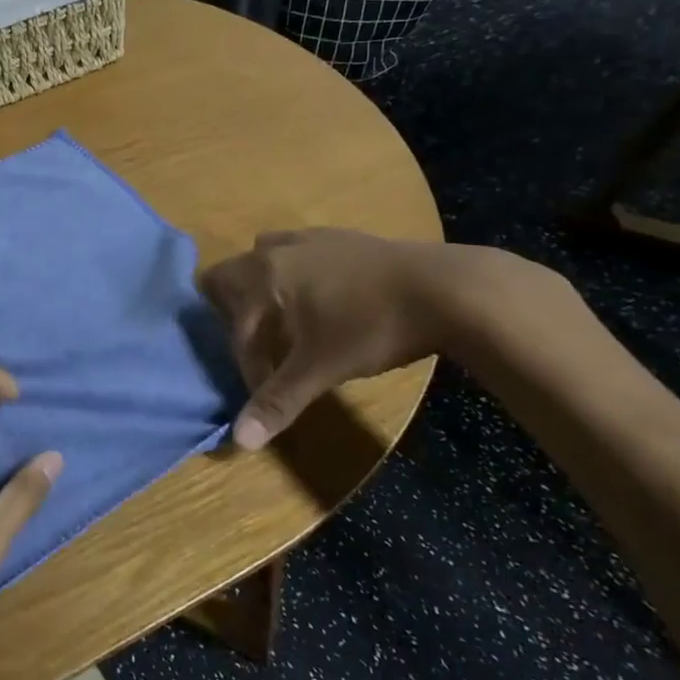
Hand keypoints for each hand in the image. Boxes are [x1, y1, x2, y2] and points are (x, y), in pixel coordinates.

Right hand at [201, 230, 518, 449]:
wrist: (450, 289)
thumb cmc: (373, 327)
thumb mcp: (321, 368)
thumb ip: (278, 401)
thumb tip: (239, 442)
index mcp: (263, 275)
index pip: (236, 326)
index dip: (246, 364)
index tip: (269, 389)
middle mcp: (278, 249)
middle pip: (230, 274)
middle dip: (234, 312)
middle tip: (259, 346)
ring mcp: (313, 238)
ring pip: (264, 256)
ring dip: (263, 287)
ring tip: (285, 321)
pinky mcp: (344, 237)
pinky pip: (299, 252)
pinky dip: (296, 276)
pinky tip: (326, 302)